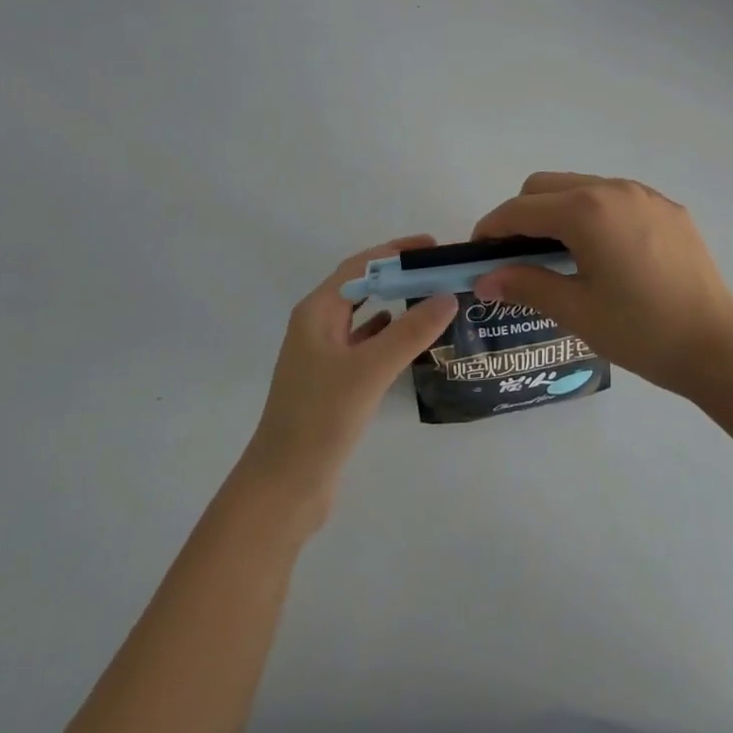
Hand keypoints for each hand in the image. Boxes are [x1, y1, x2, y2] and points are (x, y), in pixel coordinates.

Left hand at [241, 236, 457, 522]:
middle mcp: (317, 326)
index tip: (434, 247)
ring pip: (364, 316)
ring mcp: (323, 355)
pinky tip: (411, 339)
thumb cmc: (321, 418)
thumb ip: (410, 331)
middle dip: (398, 275)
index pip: (360, 266)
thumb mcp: (369, 369)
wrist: (285, 485)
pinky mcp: (332, 382)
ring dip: (395, 303)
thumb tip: (448, 296)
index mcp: (317, 312)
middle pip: (362, 286)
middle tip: (440, 272)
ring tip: (434, 299)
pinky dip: (389, 334)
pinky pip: (365, 344)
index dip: (395, 252)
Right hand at [471, 174, 732, 396]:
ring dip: (559, 212)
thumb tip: (483, 279)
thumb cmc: (640, 331)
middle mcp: (613, 189)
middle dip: (523, 214)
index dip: (492, 228)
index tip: (479, 254)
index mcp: (586, 211)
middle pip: (547, 185)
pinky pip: (616, 198)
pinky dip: (595, 215)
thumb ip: (524, 284)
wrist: (717, 346)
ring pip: (582, 187)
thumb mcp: (575, 311)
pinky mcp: (668, 208)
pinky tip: (606, 255)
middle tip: (518, 257)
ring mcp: (645, 195)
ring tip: (562, 256)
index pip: (521, 209)